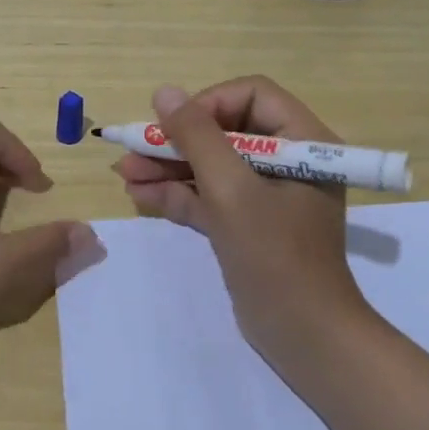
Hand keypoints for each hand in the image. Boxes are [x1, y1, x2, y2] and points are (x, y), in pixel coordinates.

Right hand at [116, 77, 371, 370]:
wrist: (304, 337)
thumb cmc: (275, 255)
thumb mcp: (231, 191)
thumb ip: (197, 138)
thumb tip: (165, 92)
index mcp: (302, 142)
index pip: (252, 96)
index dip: (209, 104)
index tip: (176, 127)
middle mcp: (287, 162)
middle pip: (225, 130)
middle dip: (178, 140)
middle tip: (134, 148)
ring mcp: (265, 196)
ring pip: (212, 165)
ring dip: (169, 167)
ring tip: (124, 173)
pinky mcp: (247, 225)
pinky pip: (209, 196)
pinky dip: (177, 194)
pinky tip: (139, 195)